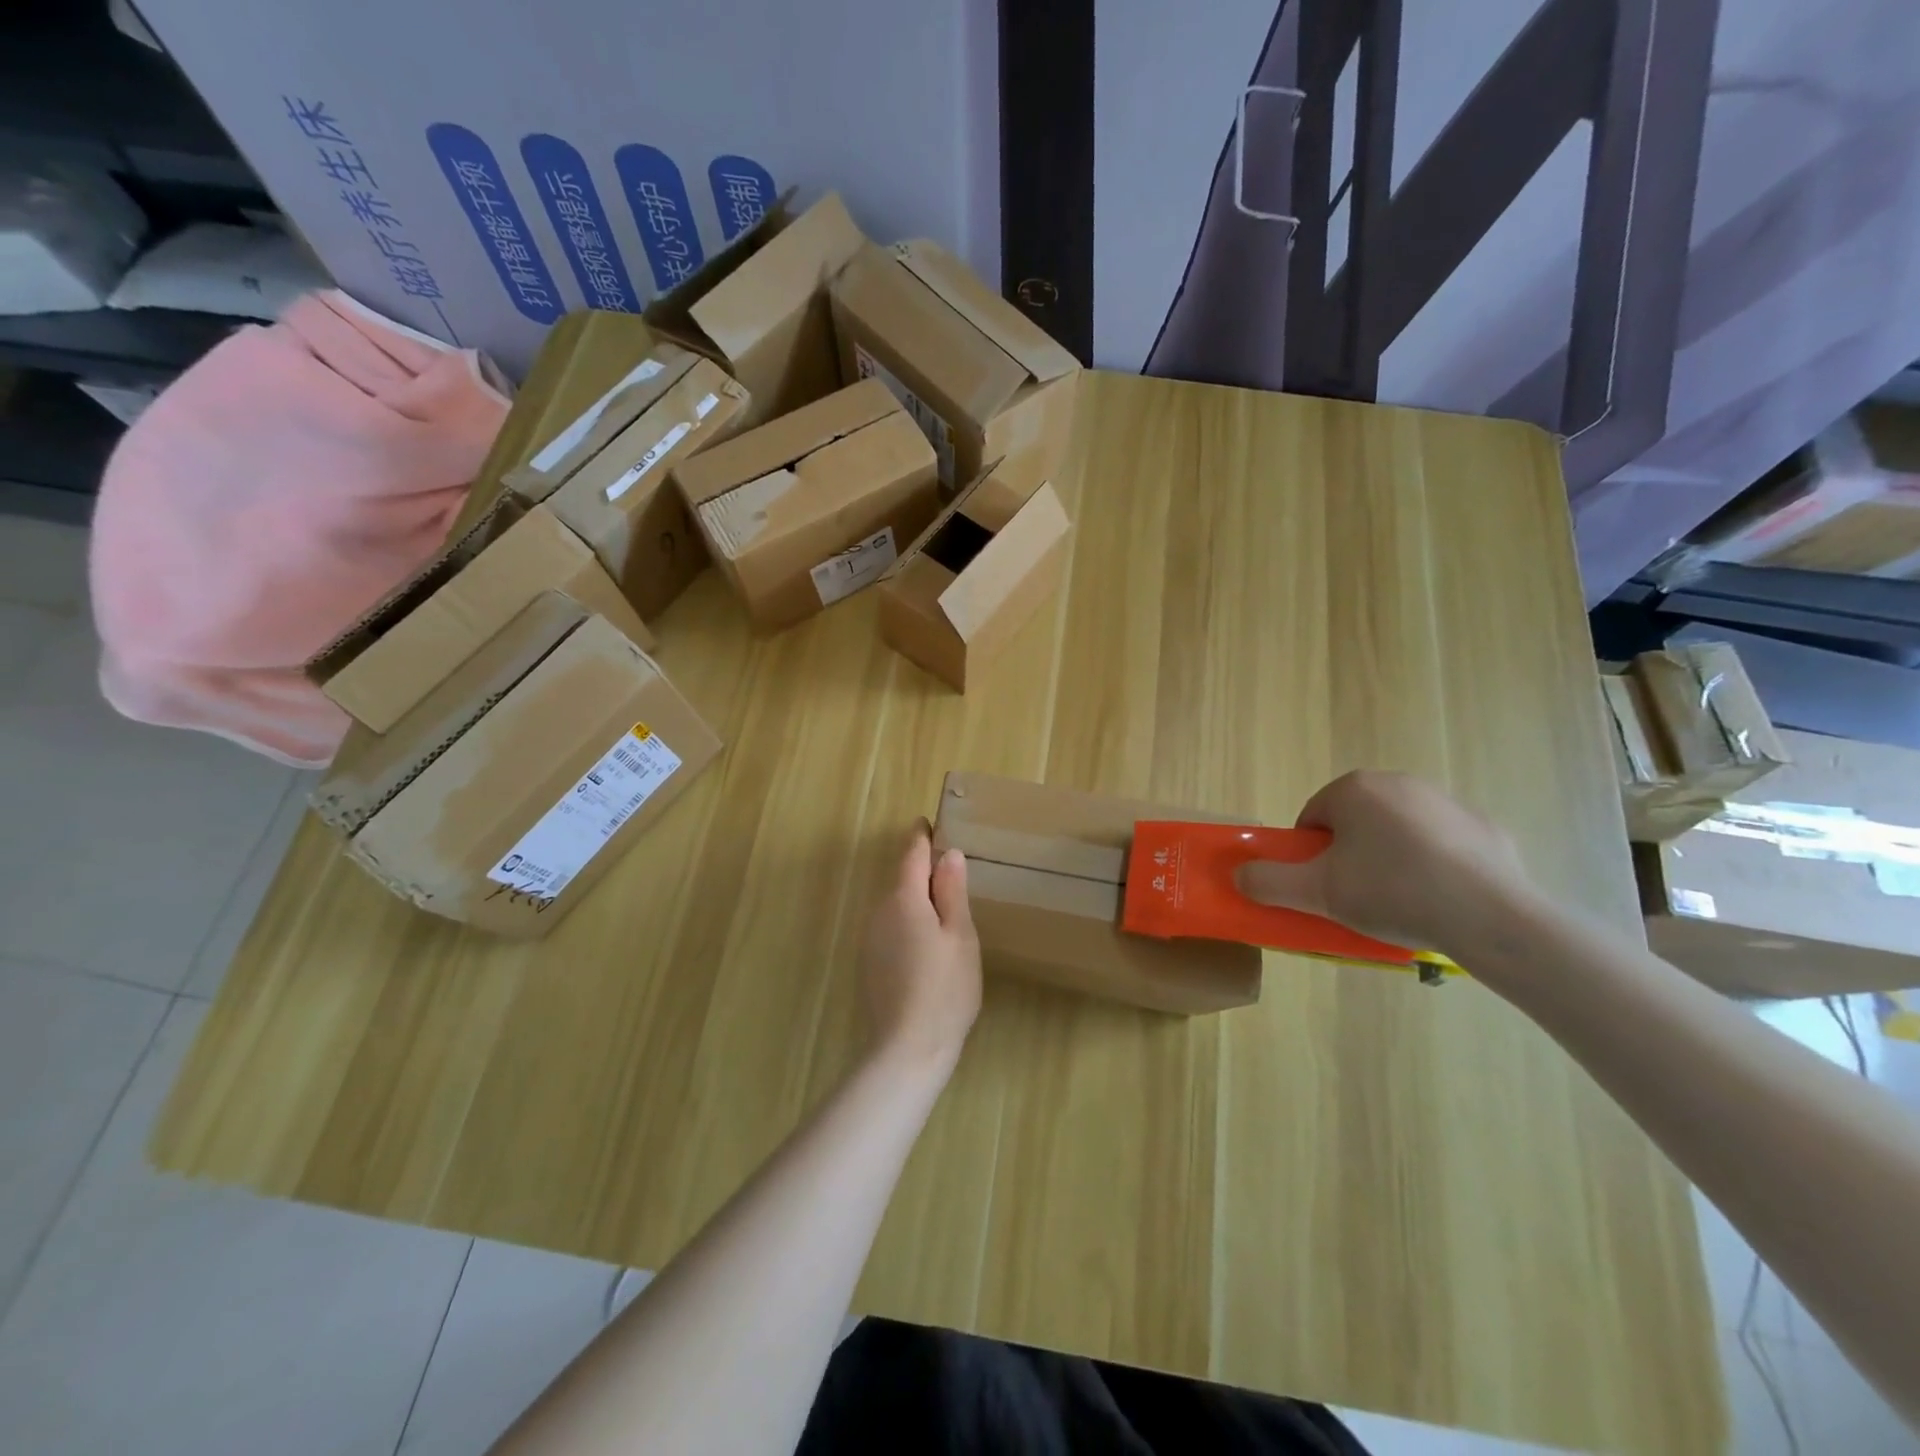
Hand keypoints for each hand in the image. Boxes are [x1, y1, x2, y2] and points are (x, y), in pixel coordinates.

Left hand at [860, 820, 981, 1072]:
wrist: (907, 1049)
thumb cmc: (944, 988)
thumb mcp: (960, 935)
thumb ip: (952, 891)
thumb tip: (949, 854)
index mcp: (904, 899)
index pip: (911, 854)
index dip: (921, 837)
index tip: (929, 822)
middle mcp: (879, 912)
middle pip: (902, 880)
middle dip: (923, 871)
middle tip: (951, 871)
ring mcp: (870, 939)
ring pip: (896, 906)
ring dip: (916, 901)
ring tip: (946, 910)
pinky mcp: (869, 963)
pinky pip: (891, 928)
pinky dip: (909, 924)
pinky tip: (928, 946)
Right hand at [1234, 771, 1536, 955]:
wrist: (1490, 916)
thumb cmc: (1392, 892)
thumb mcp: (1317, 893)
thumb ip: (1269, 882)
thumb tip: (1239, 876)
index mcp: (1355, 789)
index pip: (1313, 818)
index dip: (1309, 855)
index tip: (1322, 886)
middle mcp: (1399, 782)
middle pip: (1355, 821)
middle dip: (1349, 854)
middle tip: (1356, 896)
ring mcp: (1447, 802)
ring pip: (1398, 831)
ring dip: (1389, 858)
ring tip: (1400, 902)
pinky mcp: (1485, 827)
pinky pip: (1442, 845)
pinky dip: (1434, 865)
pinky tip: (1439, 899)